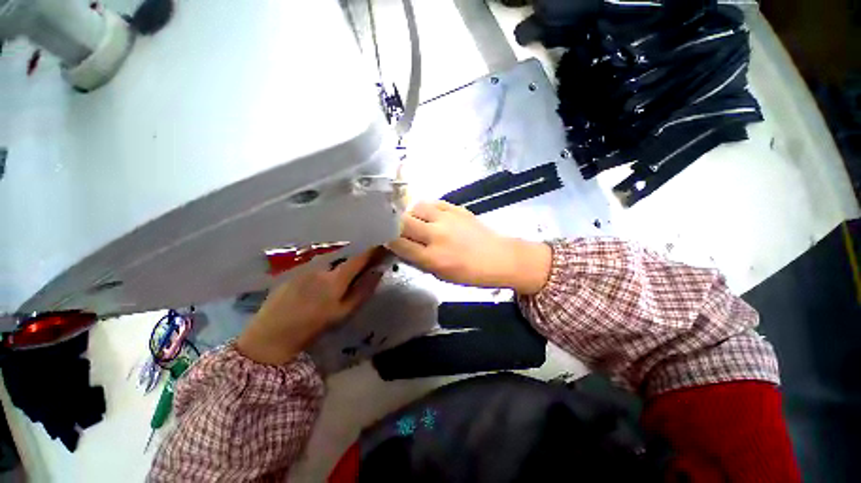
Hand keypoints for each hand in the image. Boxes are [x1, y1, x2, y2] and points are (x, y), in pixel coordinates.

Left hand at [236, 249, 384, 364]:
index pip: (359, 258)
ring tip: (346, 266)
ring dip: (342, 258)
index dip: (373, 250)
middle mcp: (321, 266)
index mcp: (335, 278)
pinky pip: (317, 261)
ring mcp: (305, 265)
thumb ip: (363, 291)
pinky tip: (324, 273)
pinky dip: (327, 263)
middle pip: (345, 254)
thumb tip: (379, 271)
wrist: (271, 335)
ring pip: (331, 257)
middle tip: (366, 258)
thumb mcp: (343, 313)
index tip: (383, 246)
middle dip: (358, 254)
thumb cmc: (312, 326)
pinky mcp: (294, 268)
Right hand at [388, 201, 551, 293]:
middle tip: (395, 228)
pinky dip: (426, 208)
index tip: (384, 238)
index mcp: (433, 258)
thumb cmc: (470, 273)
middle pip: (402, 222)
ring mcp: (447, 219)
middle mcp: (437, 235)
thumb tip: (401, 247)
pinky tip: (429, 215)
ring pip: (416, 207)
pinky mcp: (456, 208)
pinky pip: (432, 202)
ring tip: (415, 221)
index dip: (386, 239)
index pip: (398, 243)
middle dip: (394, 224)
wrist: (499, 257)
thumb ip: (419, 260)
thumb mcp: (441, 275)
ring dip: (411, 214)